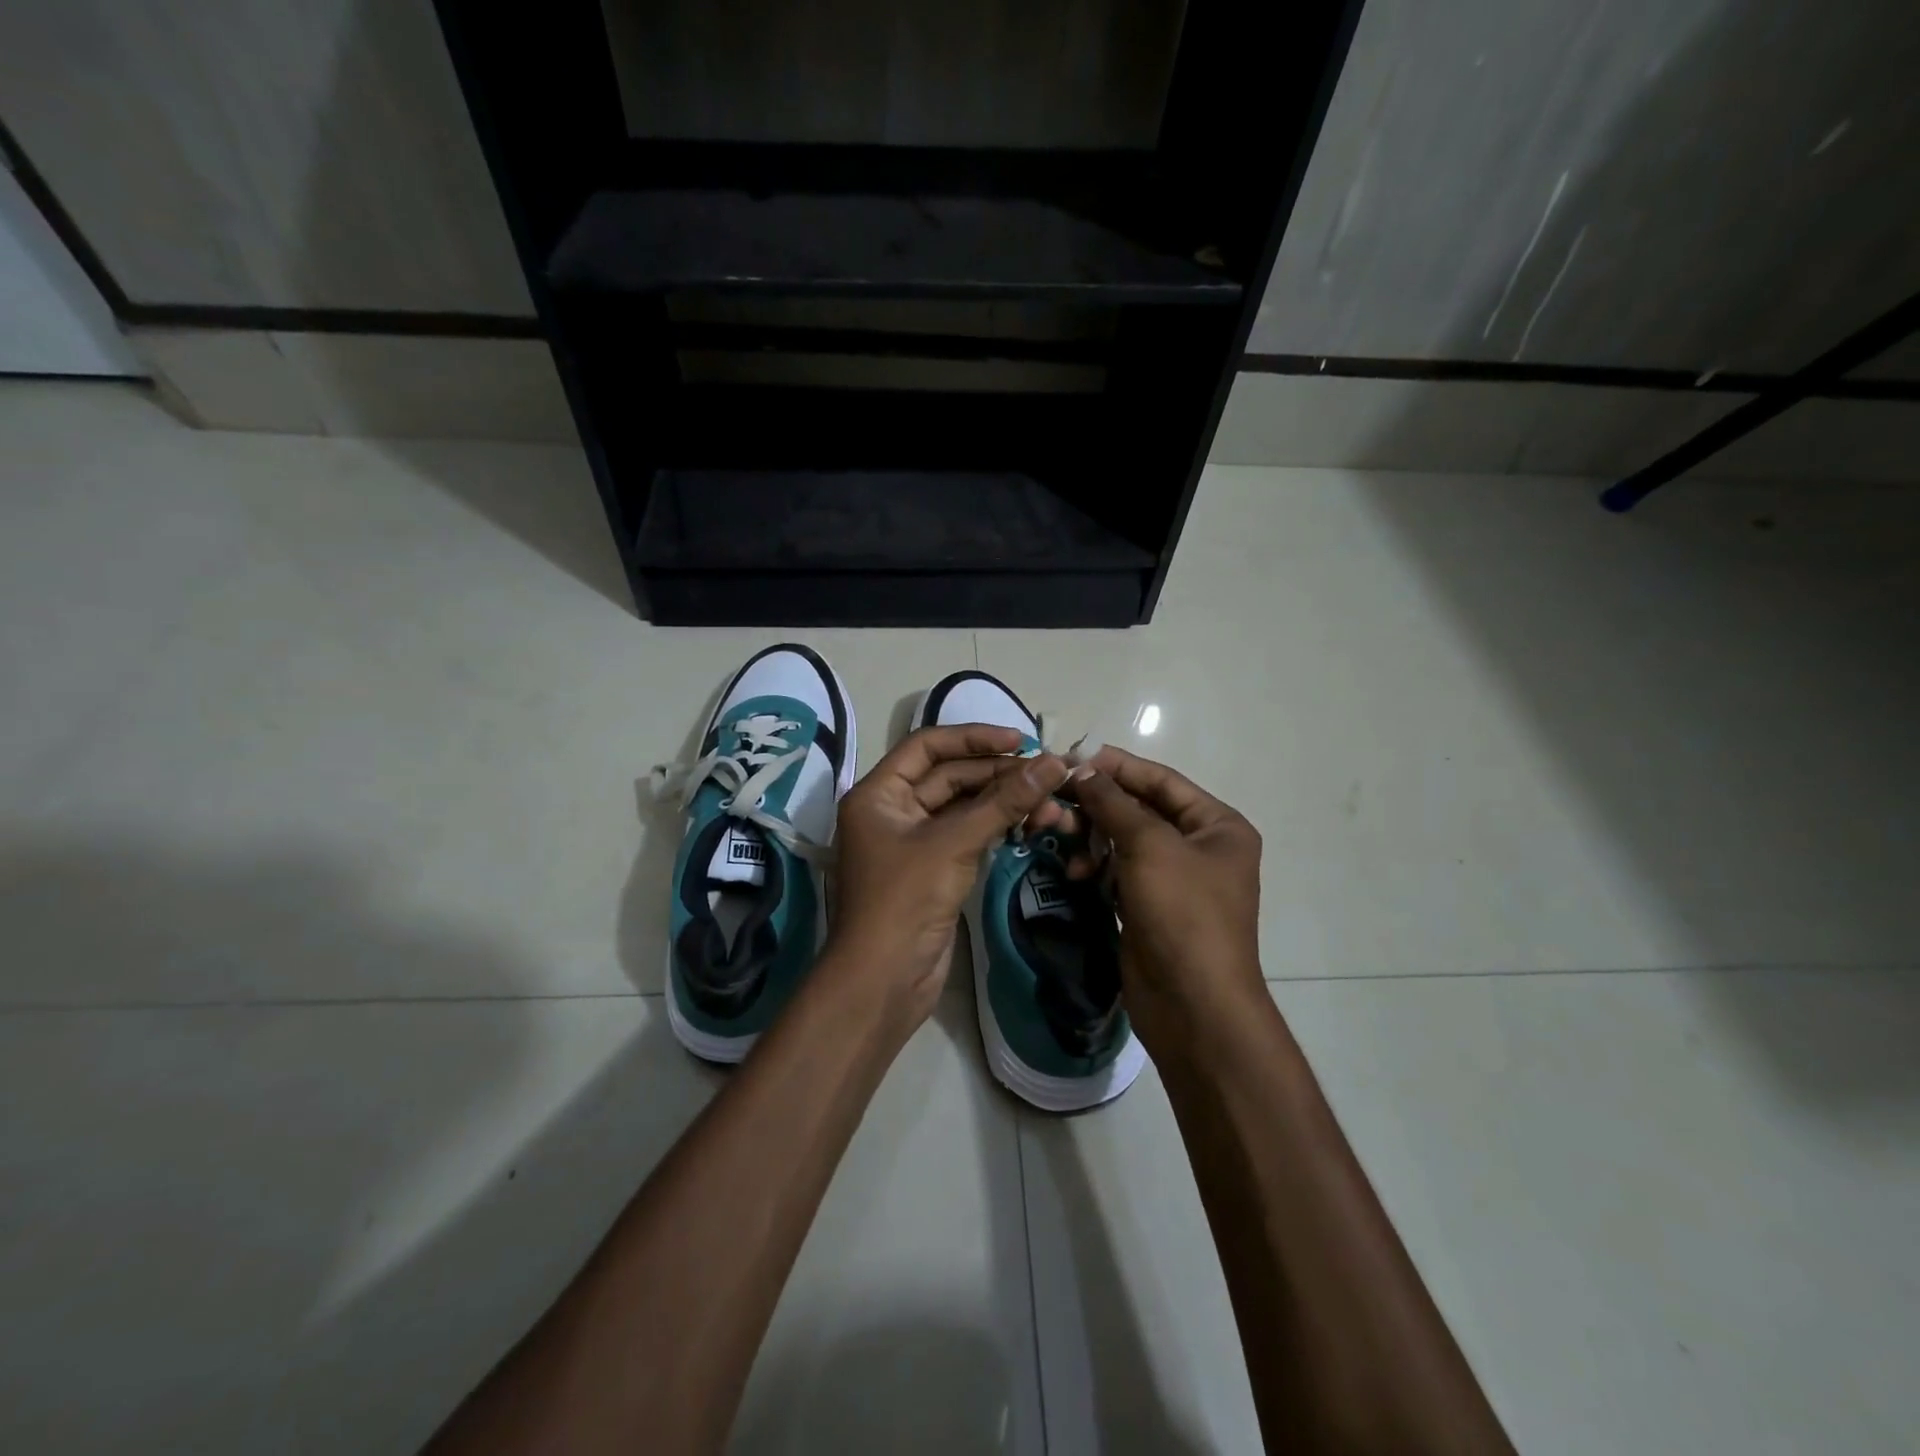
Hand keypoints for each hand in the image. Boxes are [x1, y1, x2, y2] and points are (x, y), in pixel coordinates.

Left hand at [830, 725, 1071, 1025]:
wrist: (884, 980)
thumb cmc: (905, 900)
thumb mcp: (953, 843)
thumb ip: (1004, 802)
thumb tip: (1053, 764)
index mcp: (879, 793)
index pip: (928, 746)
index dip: (973, 738)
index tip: (1020, 740)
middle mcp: (893, 810)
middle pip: (950, 776)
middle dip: (999, 774)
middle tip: (1048, 774)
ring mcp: (914, 841)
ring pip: (965, 807)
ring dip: (1005, 802)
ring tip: (1051, 804)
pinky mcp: (935, 869)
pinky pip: (969, 834)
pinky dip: (998, 826)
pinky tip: (1032, 823)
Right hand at [1066, 746, 1265, 1057]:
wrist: (1193, 1005)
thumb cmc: (1183, 913)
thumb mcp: (1150, 846)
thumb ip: (1113, 803)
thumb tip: (1082, 767)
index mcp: (1217, 825)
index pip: (1160, 780)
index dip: (1116, 766)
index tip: (1071, 756)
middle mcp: (1198, 847)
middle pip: (1138, 809)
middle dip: (1095, 804)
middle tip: (1052, 798)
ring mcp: (1172, 879)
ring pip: (1122, 840)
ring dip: (1089, 835)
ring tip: (1055, 832)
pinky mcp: (1148, 906)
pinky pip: (1116, 871)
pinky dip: (1095, 867)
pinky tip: (1074, 871)